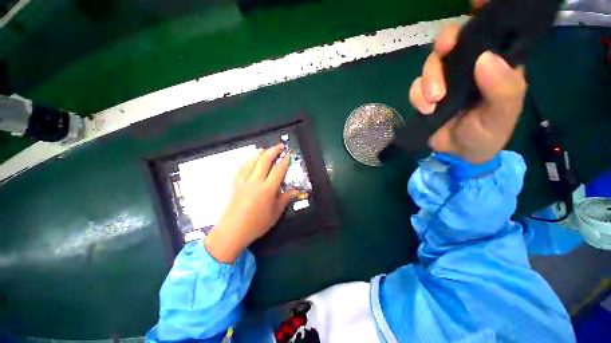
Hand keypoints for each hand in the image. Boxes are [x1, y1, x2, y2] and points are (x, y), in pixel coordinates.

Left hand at [205, 144, 297, 262]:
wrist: (232, 231)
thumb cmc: (256, 224)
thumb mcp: (275, 213)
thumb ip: (285, 199)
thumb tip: (295, 191)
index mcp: (267, 189)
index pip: (278, 170)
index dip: (284, 161)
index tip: (288, 154)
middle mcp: (255, 181)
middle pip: (264, 161)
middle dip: (273, 151)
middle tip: (279, 146)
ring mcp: (243, 181)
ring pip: (252, 161)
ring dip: (259, 153)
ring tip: (265, 149)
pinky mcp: (235, 183)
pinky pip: (241, 167)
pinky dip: (247, 160)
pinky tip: (250, 159)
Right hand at [409, 23, 526, 163]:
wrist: (459, 154)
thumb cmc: (487, 134)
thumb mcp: (502, 114)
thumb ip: (503, 88)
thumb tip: (485, 58)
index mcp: (494, 64)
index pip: (488, 32)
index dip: (479, 18)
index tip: (473, 6)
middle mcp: (468, 67)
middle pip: (451, 44)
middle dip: (443, 51)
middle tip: (443, 61)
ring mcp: (444, 81)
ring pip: (430, 64)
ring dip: (427, 80)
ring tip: (433, 101)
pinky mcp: (426, 95)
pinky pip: (415, 86)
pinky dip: (417, 96)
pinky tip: (426, 109)